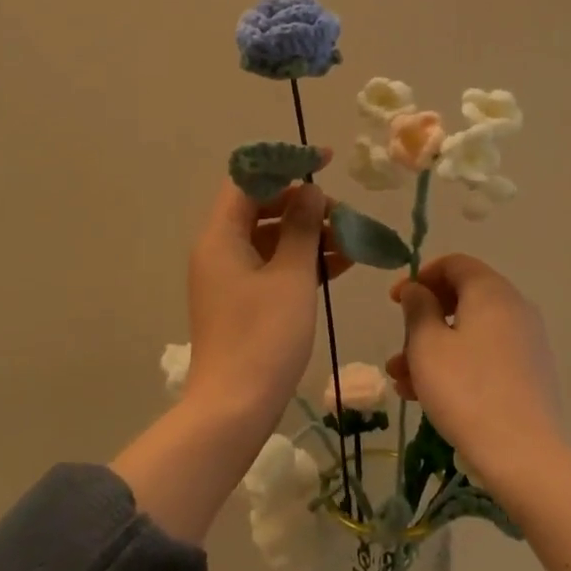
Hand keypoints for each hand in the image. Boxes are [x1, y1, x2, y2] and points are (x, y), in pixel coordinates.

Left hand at [183, 168, 350, 431]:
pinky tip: (340, 264)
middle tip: (342, 214)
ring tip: (351, 240)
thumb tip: (310, 191)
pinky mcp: (243, 300)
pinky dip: (303, 261)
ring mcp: (230, 277)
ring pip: (271, 238)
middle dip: (303, 205)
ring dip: (308, 234)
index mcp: (221, 235)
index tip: (325, 162)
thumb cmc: (263, 336)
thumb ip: (301, 227)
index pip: (248, 179)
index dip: (285, 164)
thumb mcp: (291, 276)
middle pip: (261, 208)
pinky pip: (273, 266)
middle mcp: (220, 249)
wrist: (234, 408)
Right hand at [388, 255, 564, 498]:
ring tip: (402, 380)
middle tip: (397, 345)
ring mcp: (527, 342)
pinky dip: (456, 364)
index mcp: (491, 292)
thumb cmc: (466, 390)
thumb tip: (417, 290)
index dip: (420, 276)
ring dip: (433, 348)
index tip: (394, 301)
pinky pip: (486, 355)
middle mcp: (515, 308)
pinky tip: (428, 395)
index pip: (455, 264)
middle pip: (462, 298)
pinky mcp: (530, 374)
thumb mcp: (427, 345)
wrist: (523, 455)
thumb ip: (418, 308)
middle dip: (424, 320)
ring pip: (471, 332)